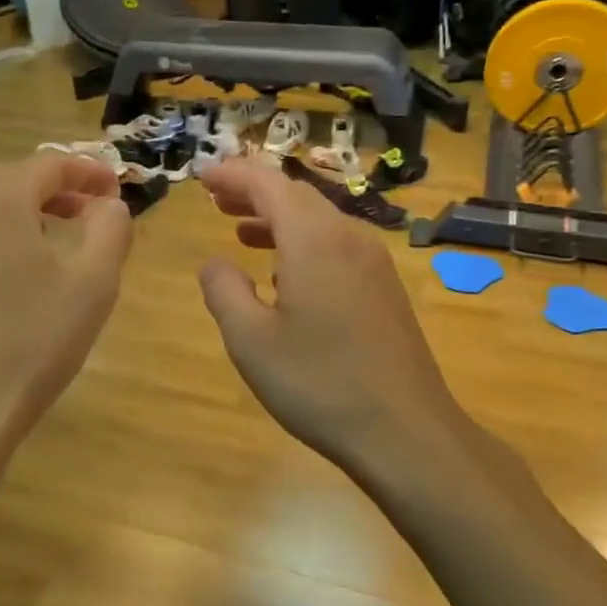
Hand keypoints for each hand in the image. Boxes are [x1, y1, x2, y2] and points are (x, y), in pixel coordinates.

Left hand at [0, 153, 133, 449]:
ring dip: (31, 213)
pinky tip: (22, 277)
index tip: (118, 190)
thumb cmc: (32, 341)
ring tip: (64, 240)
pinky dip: (5, 239)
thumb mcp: (93, 282)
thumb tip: (109, 204)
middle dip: (61, 189)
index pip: (50, 163)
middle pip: (16, 180)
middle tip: (95, 212)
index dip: (90, 171)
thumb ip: (111, 229)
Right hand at [196, 159, 468, 480]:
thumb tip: (215, 263)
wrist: (405, 431)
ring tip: (240, 229)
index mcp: (314, 239)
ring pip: (319, 221)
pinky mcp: (385, 289)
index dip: (233, 174)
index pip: (268, 184)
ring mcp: (374, 263)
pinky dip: (302, 243)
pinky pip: (337, 246)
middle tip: (215, 198)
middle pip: (297, 196)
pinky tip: (285, 273)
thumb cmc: (319, 384)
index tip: (202, 175)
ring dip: (277, 218)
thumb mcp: (251, 341)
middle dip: (254, 192)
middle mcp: (349, 238)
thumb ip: (224, 291)